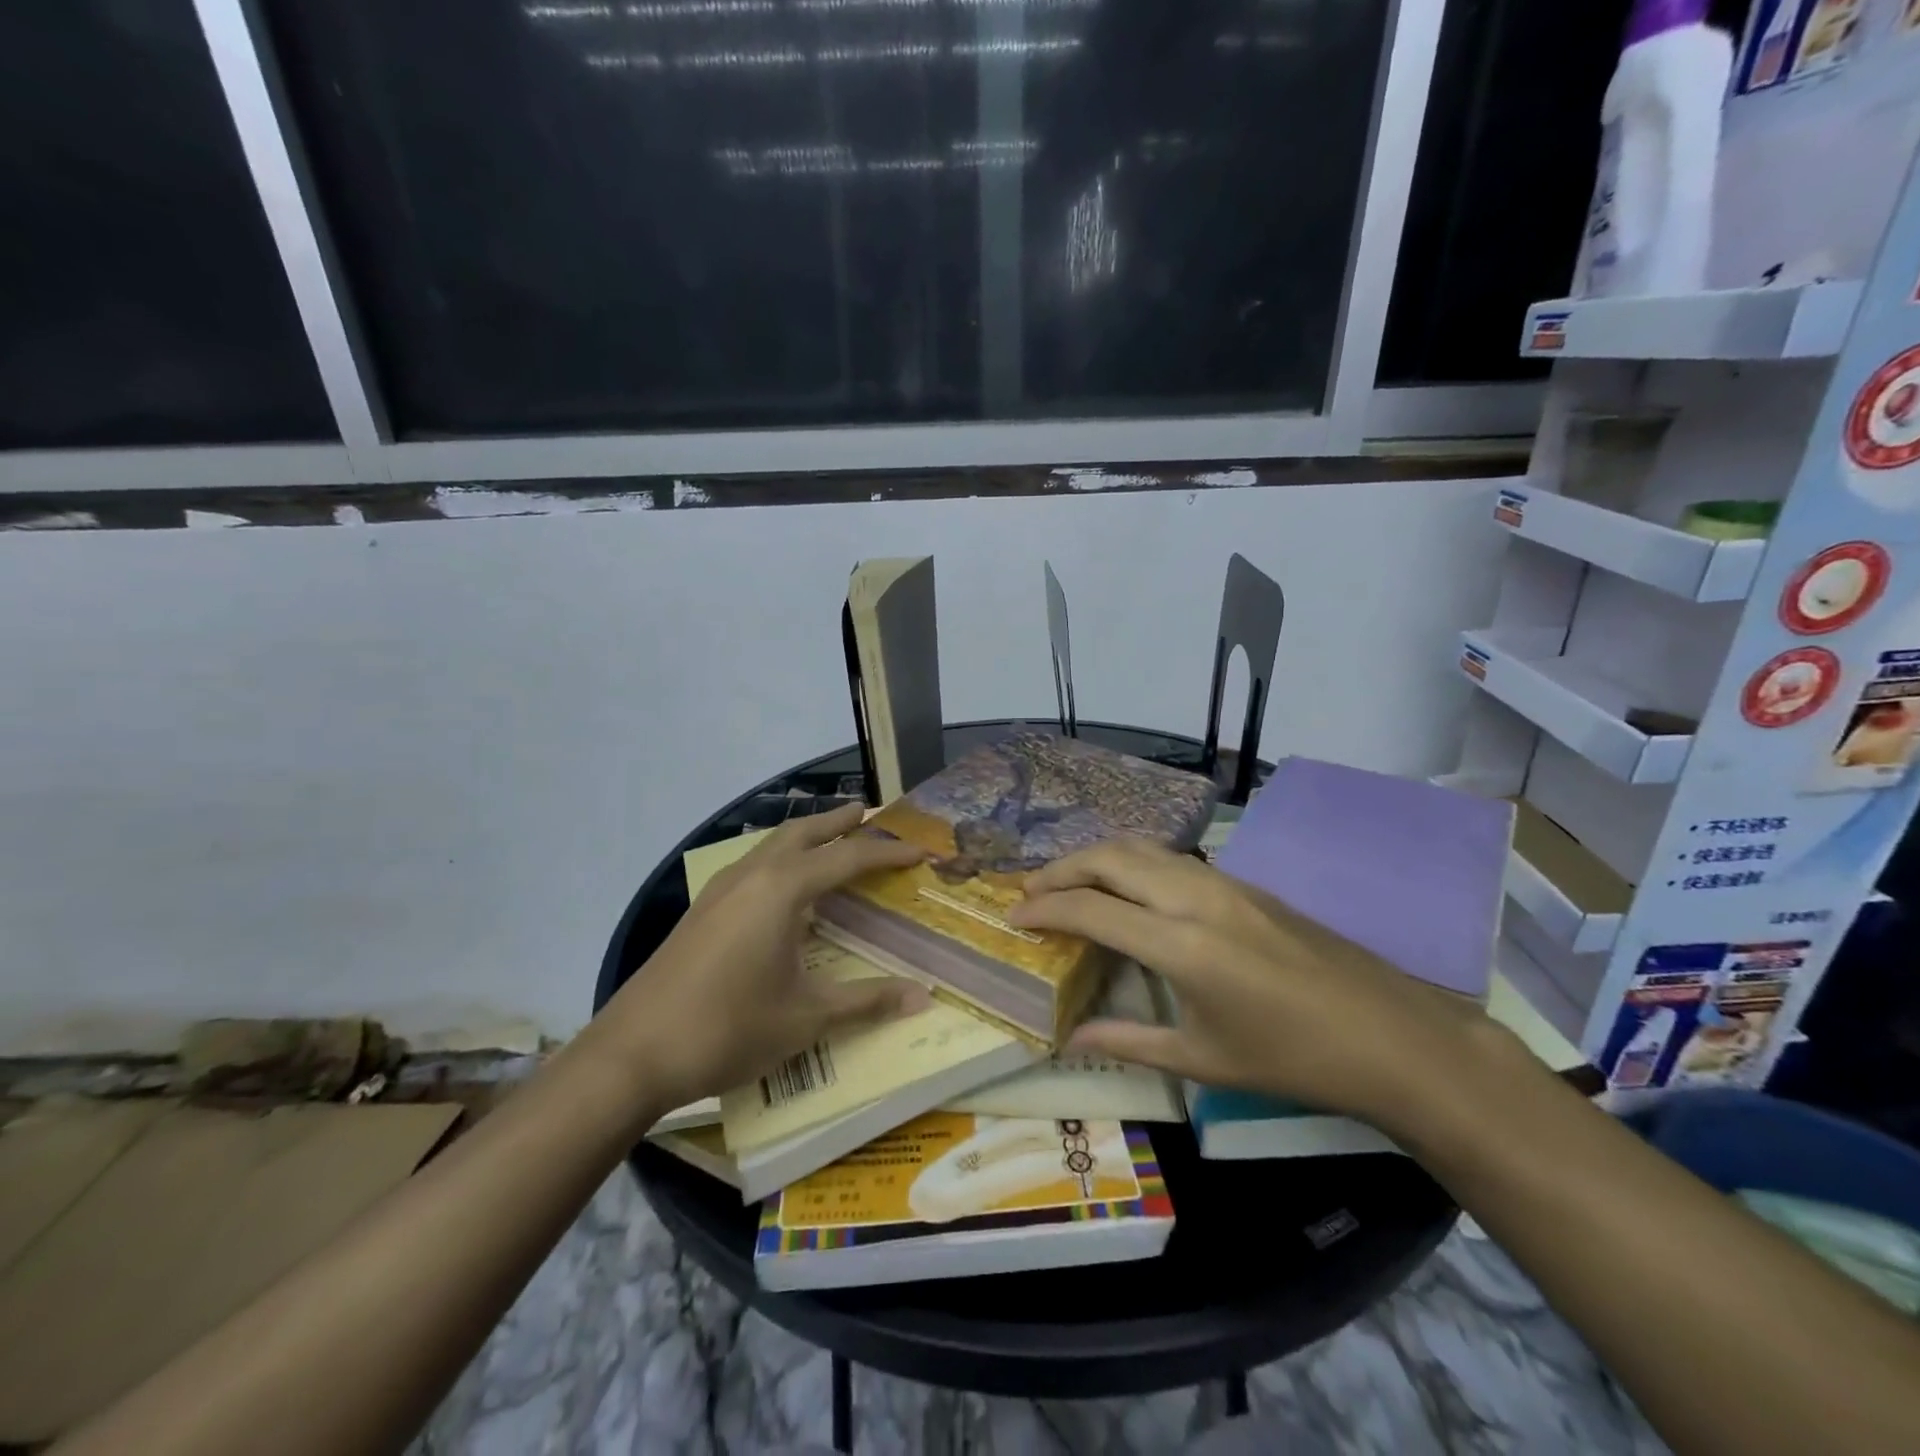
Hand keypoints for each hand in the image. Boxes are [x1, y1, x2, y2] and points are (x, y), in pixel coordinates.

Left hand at [587, 804, 927, 1122]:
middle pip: (804, 832)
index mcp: (783, 889)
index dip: (889, 852)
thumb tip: (922, 996)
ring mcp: (721, 890)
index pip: (849, 857)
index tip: (921, 851)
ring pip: (773, 844)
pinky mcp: (702, 909)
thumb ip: (866, 1001)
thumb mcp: (806, 1018)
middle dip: (840, 821)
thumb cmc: (728, 1029)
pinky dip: (782, 859)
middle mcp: (752, 875)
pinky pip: (753, 865)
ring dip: (807, 836)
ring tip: (833, 840)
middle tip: (872, 814)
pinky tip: (785, 889)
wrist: (632, 1053)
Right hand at [1007, 838, 1491, 1128]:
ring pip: (1142, 848)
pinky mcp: (1243, 883)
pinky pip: (1171, 856)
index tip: (1013, 916)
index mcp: (1181, 945)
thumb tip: (1070, 1041)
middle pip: (1110, 858)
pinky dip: (1132, 860)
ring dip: (1097, 857)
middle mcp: (1195, 897)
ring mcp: (1223, 882)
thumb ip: (1129, 1042)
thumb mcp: (1204, 1059)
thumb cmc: (1294, 1058)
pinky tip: (1127, 885)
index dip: (1045, 909)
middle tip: (1030, 892)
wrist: (1391, 1034)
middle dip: (1061, 868)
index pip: (1091, 909)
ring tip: (1069, 881)